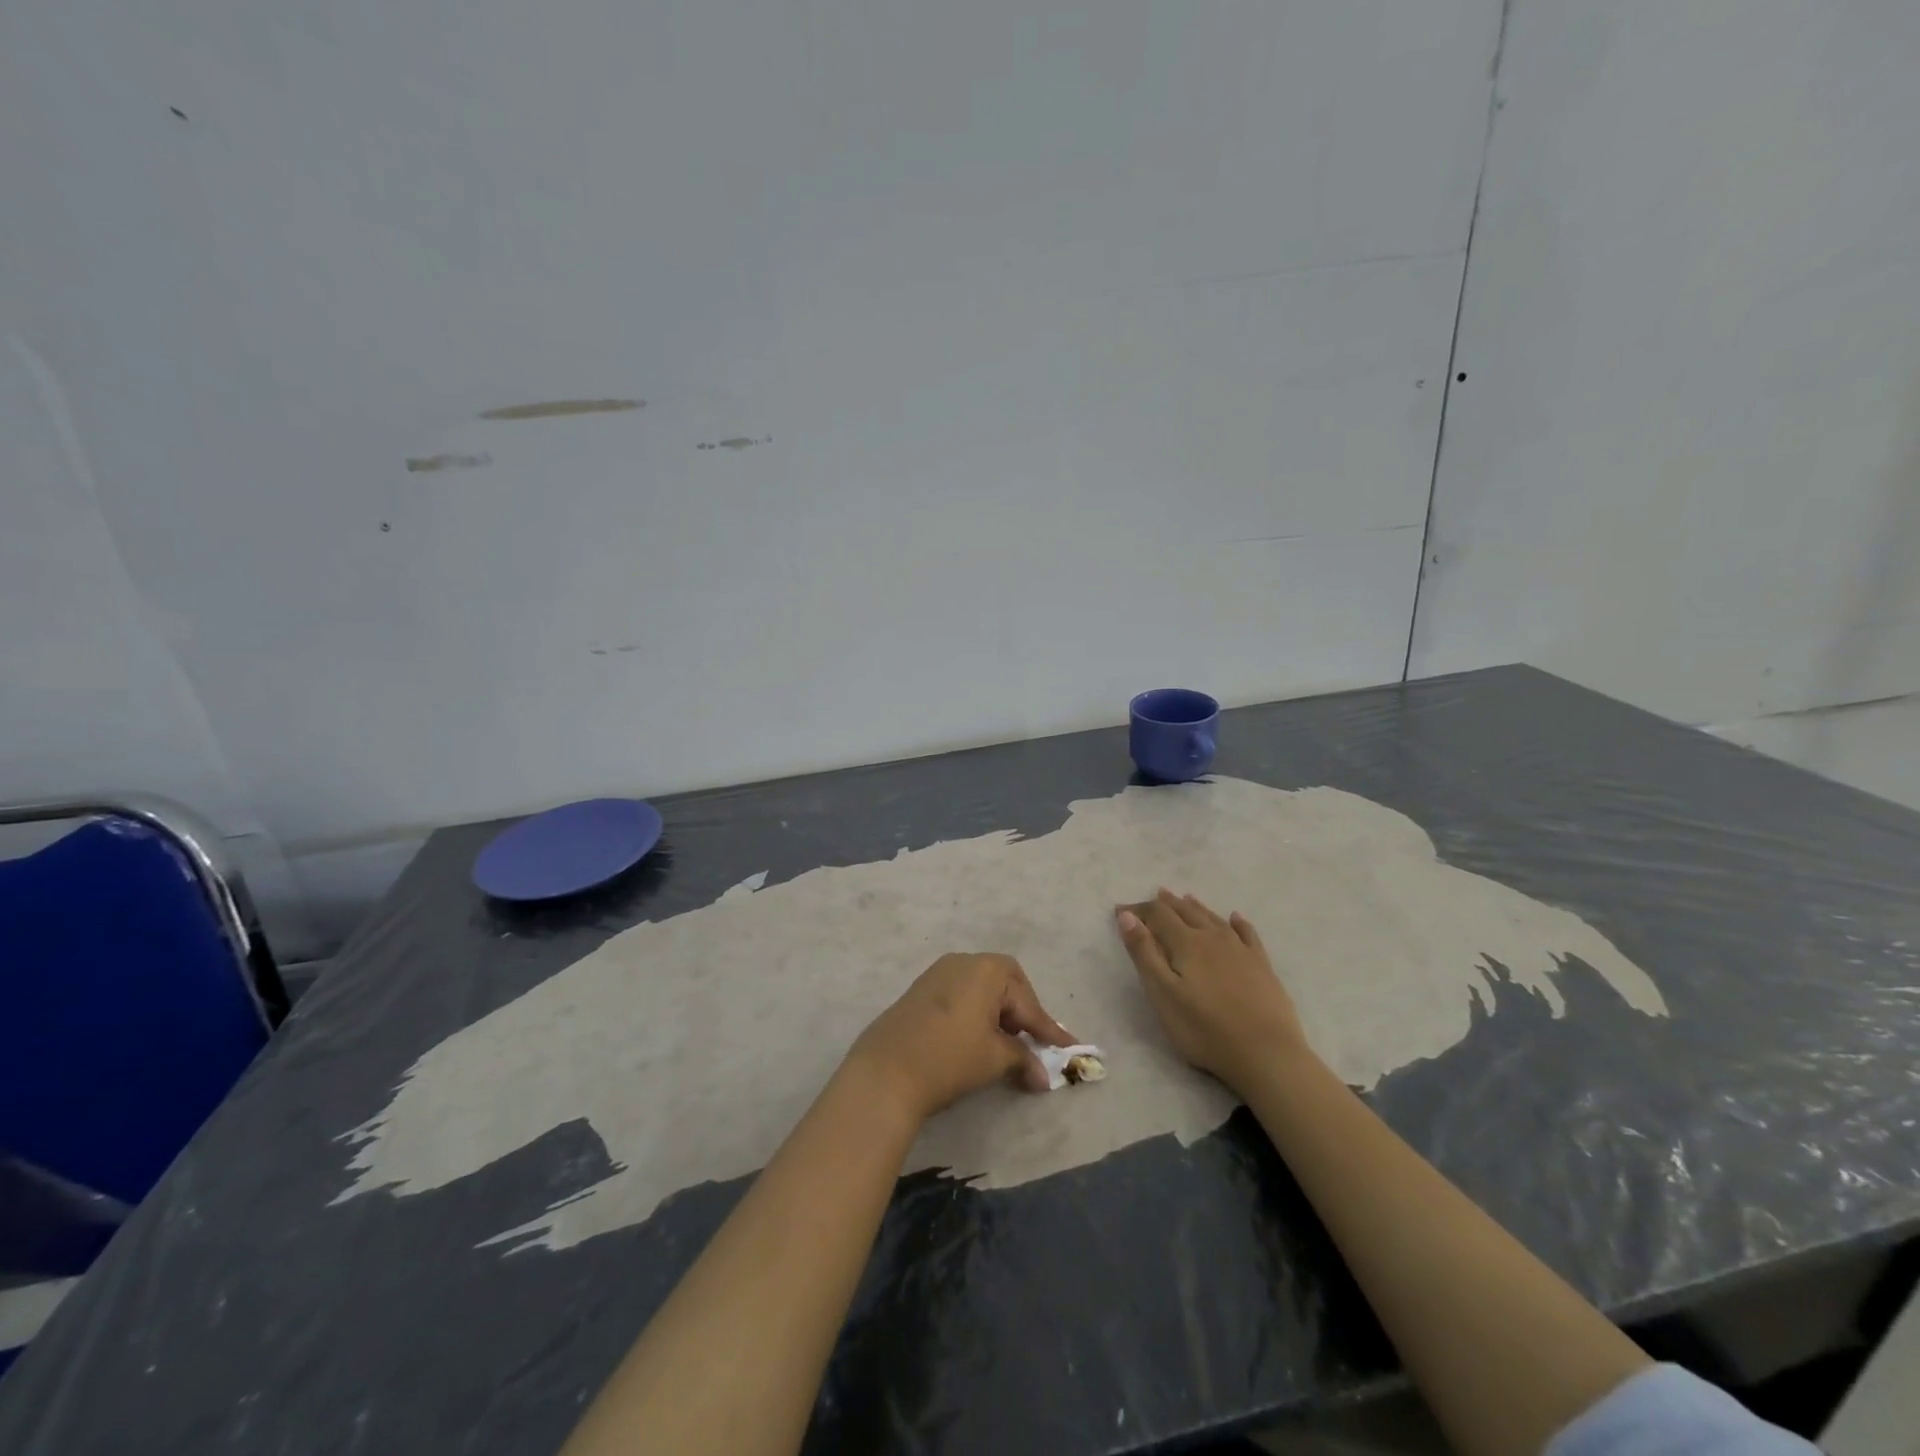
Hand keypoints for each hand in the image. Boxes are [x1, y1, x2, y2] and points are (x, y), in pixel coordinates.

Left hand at [846, 953, 1074, 1125]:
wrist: (885, 1071)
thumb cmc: (950, 1057)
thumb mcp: (995, 1058)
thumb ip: (1023, 1059)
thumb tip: (1043, 1076)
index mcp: (986, 969)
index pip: (1027, 1001)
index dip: (1048, 1029)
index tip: (1067, 1048)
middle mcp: (963, 962)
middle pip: (1005, 983)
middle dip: (1021, 1012)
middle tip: (1031, 1041)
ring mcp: (937, 973)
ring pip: (981, 989)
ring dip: (997, 1014)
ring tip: (1005, 1045)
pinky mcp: (920, 991)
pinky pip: (960, 995)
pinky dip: (975, 1014)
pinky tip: (976, 1039)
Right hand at [1115, 889, 1308, 1095]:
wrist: (1267, 1053)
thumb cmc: (1205, 1029)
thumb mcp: (1163, 994)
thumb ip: (1144, 953)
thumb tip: (1127, 916)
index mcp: (1187, 943)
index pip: (1158, 915)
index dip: (1139, 910)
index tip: (1121, 910)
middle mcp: (1213, 938)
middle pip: (1186, 912)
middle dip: (1168, 903)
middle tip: (1155, 895)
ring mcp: (1241, 950)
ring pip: (1213, 918)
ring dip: (1196, 907)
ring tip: (1185, 898)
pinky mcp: (1262, 966)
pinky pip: (1247, 934)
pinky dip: (1238, 923)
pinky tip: (1235, 918)